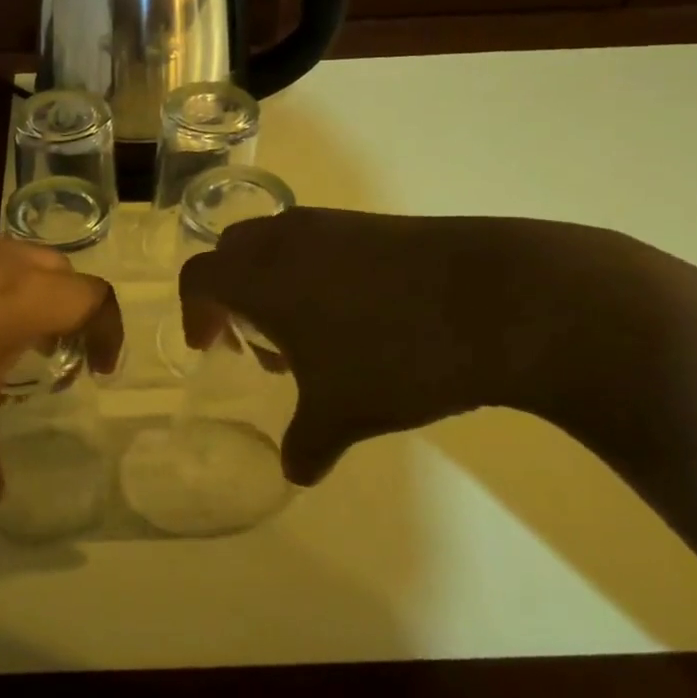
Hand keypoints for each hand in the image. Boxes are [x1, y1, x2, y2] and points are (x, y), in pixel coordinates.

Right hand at [179, 210, 577, 484]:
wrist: (501, 300)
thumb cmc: (396, 355)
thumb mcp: (343, 413)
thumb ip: (306, 444)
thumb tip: (295, 472)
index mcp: (261, 276)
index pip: (199, 278)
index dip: (195, 313)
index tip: (211, 348)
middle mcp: (289, 240)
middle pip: (233, 251)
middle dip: (232, 294)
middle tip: (256, 340)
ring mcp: (337, 225)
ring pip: (280, 244)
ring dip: (276, 284)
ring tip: (310, 335)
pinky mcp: (380, 225)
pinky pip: (324, 243)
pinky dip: (317, 273)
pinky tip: (359, 317)